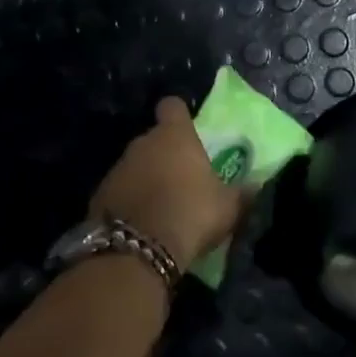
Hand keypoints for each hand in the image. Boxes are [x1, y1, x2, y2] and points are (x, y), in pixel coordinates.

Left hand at [89, 97, 242, 268]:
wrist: (138, 249)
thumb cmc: (191, 213)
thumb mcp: (228, 207)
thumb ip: (242, 193)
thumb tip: (256, 185)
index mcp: (175, 136)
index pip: (172, 106)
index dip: (179, 115)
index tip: (187, 129)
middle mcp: (142, 144)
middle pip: (154, 139)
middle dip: (165, 153)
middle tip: (182, 177)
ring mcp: (117, 168)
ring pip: (135, 165)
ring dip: (146, 178)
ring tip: (162, 205)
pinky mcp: (99, 195)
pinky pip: (120, 190)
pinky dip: (129, 200)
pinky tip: (141, 223)